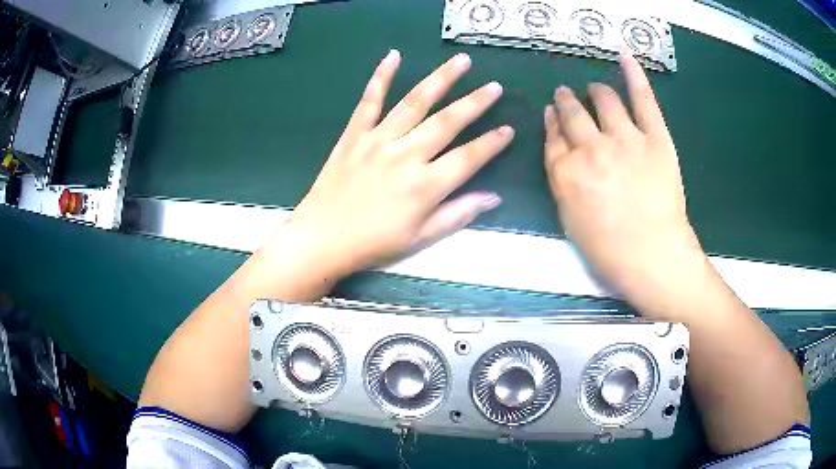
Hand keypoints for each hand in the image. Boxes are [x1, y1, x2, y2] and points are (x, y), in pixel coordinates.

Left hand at [282, 50, 513, 277]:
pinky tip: (393, 56)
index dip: (491, 143)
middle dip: (475, 102)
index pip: (468, 158)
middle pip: (447, 122)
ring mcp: (378, 140)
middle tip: (494, 86)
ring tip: (461, 61)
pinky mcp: (354, 134)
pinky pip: (370, 101)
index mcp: (425, 185)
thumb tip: (494, 197)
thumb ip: (458, 214)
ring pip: (415, 103)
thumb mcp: (421, 238)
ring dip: (441, 79)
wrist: (323, 238)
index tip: (509, 129)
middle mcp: (406, 155)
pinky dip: (381, 77)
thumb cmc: (374, 243)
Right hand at [544, 51, 706, 318]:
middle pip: (573, 114)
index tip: (552, 114)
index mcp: (566, 172)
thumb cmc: (608, 251)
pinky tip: (624, 56)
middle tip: (566, 95)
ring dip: (595, 91)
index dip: (552, 122)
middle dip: (567, 101)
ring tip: (595, 89)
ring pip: (604, 101)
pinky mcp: (655, 137)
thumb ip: (561, 182)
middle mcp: (590, 148)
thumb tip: (561, 152)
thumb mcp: (571, 219)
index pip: (553, 136)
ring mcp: (624, 138)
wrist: (652, 257)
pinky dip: (634, 74)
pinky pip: (642, 98)